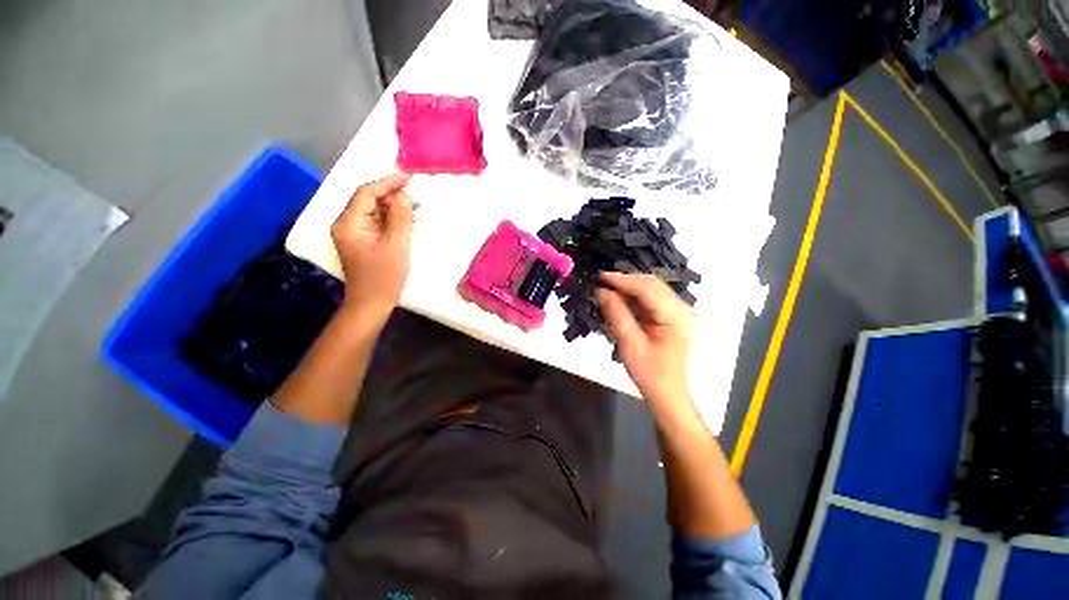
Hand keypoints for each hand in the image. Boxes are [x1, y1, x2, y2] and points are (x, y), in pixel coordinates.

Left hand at [330, 172, 413, 323]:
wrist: (371, 304)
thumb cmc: (383, 277)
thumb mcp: (396, 246)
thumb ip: (400, 218)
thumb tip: (404, 195)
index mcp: (349, 223)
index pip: (366, 193)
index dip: (387, 183)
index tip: (409, 178)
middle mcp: (347, 224)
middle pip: (369, 200)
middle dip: (392, 196)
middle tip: (416, 198)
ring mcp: (354, 233)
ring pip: (375, 211)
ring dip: (394, 209)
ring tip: (415, 210)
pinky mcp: (363, 241)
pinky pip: (377, 223)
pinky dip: (392, 220)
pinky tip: (407, 223)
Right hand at [596, 272, 695, 414]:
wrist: (667, 394)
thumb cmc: (650, 373)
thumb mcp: (629, 344)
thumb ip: (616, 314)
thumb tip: (601, 291)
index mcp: (674, 316)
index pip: (647, 288)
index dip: (622, 280)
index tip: (600, 276)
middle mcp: (680, 308)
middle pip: (651, 283)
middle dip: (625, 281)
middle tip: (601, 283)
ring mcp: (676, 311)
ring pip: (650, 288)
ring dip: (628, 287)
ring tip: (606, 289)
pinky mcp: (669, 316)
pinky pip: (650, 298)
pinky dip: (633, 296)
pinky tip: (619, 299)